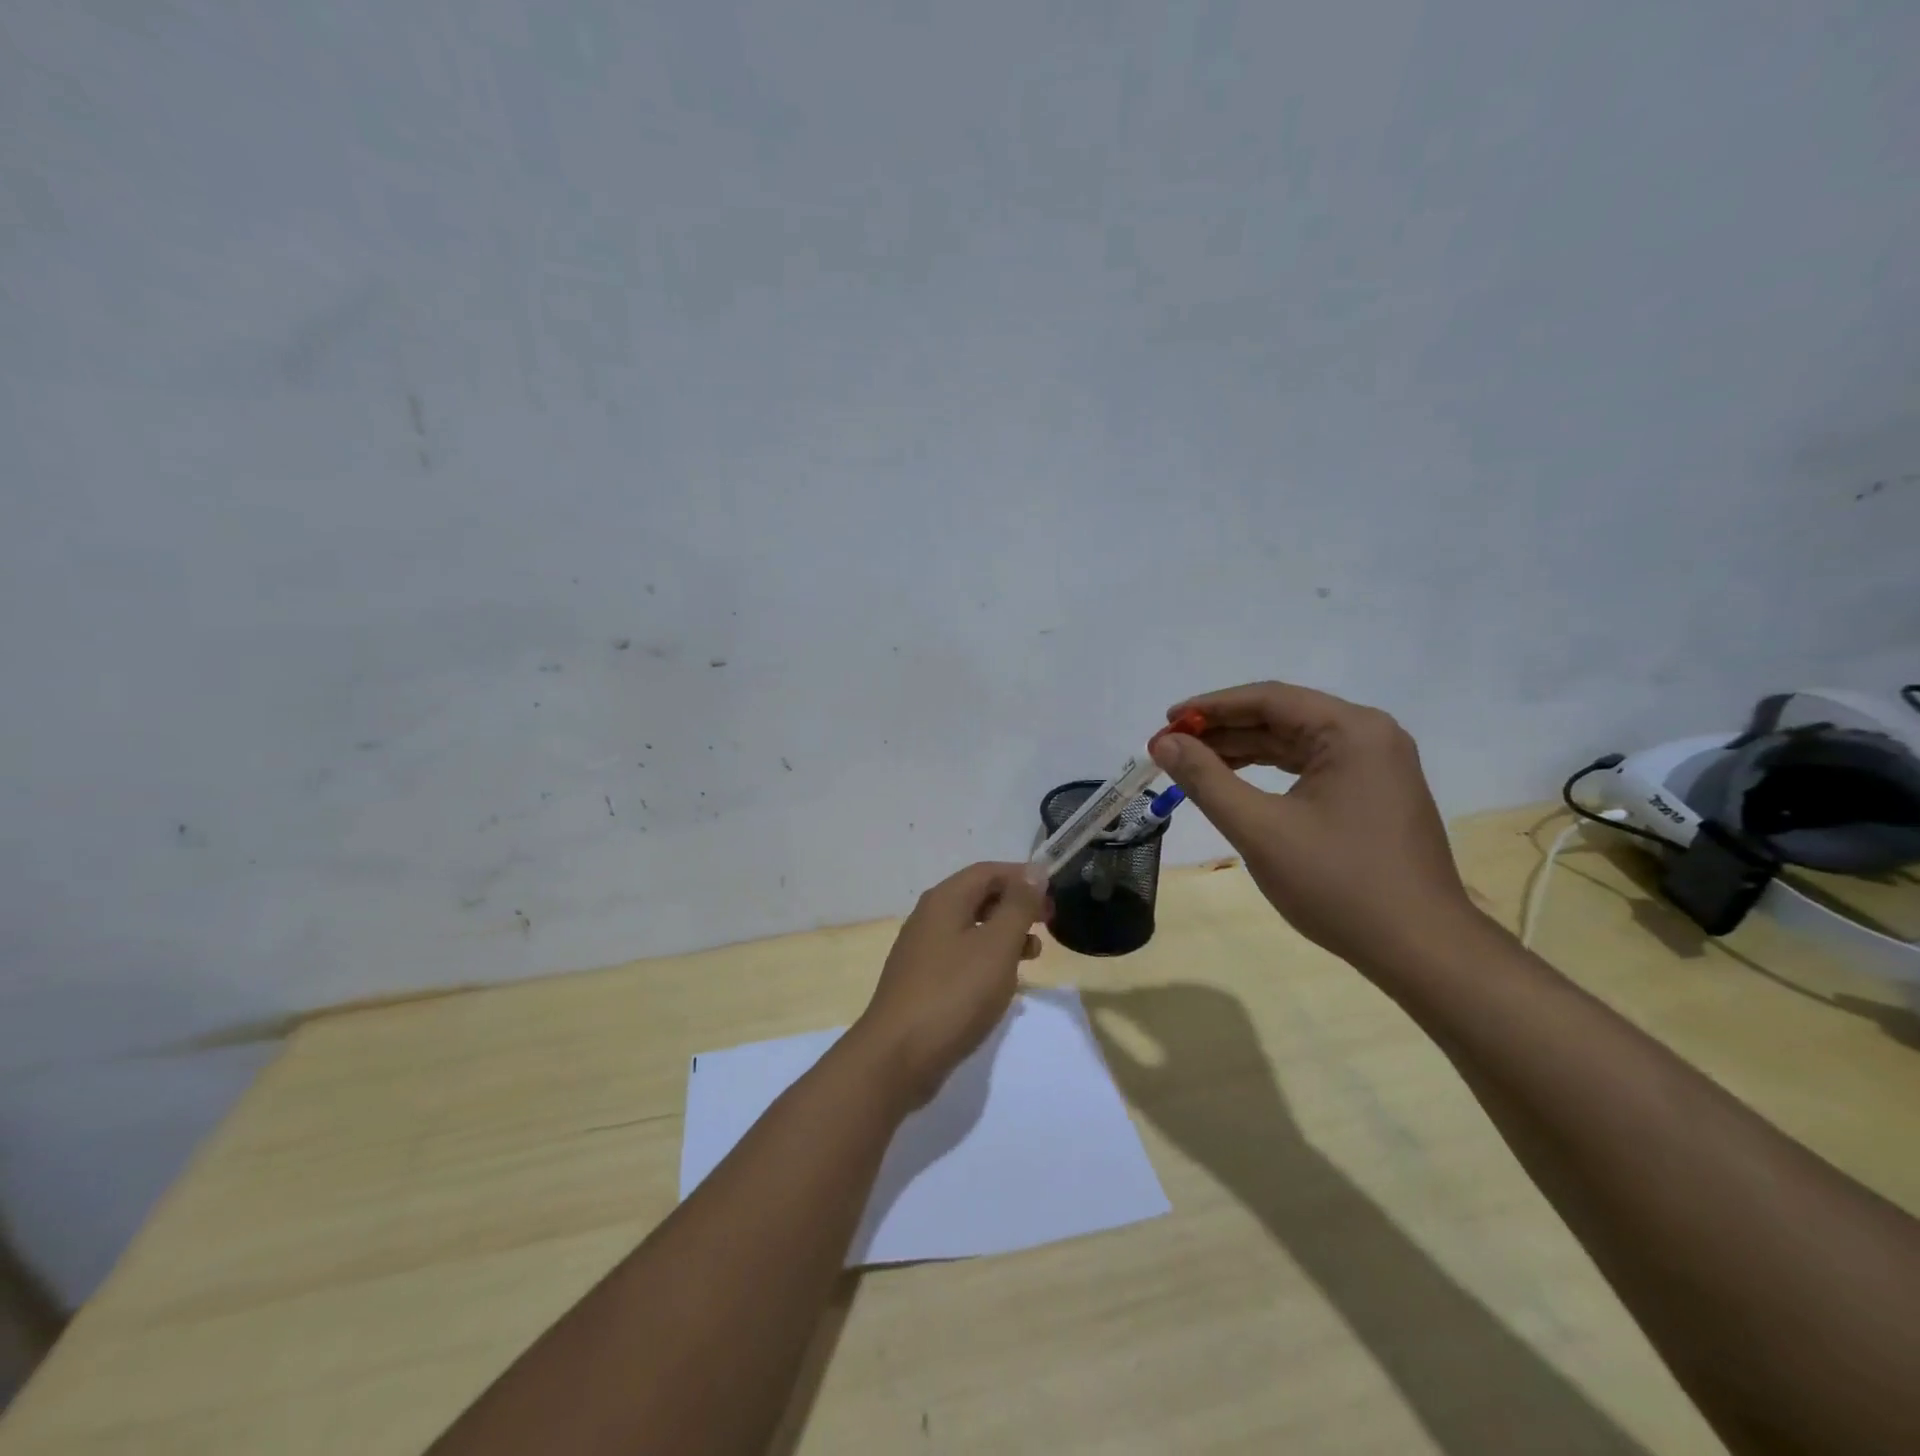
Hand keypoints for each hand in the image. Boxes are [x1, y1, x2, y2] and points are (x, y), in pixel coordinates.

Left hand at [851, 863, 1047, 1105]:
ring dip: (1004, 934)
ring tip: (1033, 955)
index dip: (1022, 878)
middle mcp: (929, 917)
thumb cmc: (954, 994)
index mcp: (944, 900)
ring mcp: (922, 950)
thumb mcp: (996, 946)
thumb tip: (1033, 871)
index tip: (1053, 896)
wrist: (898, 1057)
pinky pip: (961, 956)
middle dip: (1015, 906)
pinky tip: (1003, 983)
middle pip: (978, 896)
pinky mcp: (922, 981)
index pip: (987, 871)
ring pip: (971, 928)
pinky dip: (987, 959)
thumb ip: (1017, 906)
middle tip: (1047, 924)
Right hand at [1149, 682, 1478, 971]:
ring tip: (1192, 762)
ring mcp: (1377, 766)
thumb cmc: (1338, 884)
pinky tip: (1236, 781)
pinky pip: (1311, 767)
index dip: (1211, 707)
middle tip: (1170, 746)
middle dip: (1223, 730)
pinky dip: (1270, 771)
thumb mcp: (1260, 829)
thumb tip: (1165, 744)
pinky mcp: (1374, 794)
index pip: (1269, 699)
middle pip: (1283, 717)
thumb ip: (1206, 780)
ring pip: (1295, 742)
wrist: (1420, 949)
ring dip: (1243, 749)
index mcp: (1352, 730)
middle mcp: (1370, 736)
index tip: (1165, 721)